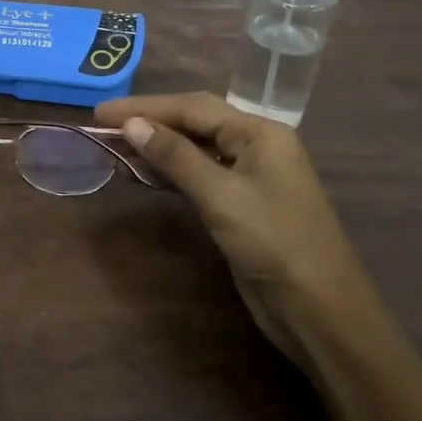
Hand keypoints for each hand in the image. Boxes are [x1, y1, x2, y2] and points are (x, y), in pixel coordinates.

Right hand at [96, 92, 377, 367]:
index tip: (100, 112)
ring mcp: (249, 176)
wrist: (320, 312)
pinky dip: (169, 172)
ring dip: (156, 147)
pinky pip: (198, 175)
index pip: (193, 107)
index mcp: (259, 133)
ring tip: (114, 147)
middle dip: (150, 121)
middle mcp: (255, 146)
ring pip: (194, 149)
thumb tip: (132, 124)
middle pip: (194, 121)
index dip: (145, 108)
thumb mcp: (221, 196)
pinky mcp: (240, 205)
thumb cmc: (275, 244)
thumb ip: (176, 157)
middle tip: (104, 125)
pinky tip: (142, 174)